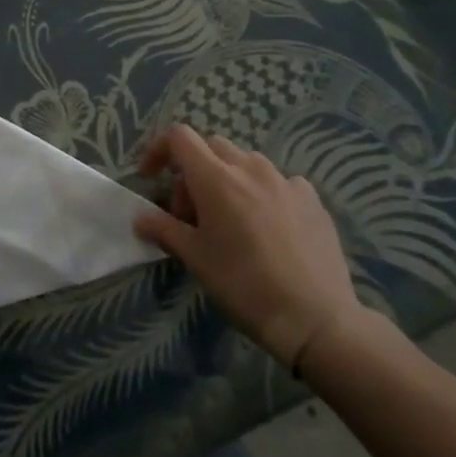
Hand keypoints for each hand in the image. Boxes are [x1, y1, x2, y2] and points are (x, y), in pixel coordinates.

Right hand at [134, 125, 363, 371]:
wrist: (315, 319)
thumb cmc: (244, 285)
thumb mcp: (195, 258)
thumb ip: (163, 229)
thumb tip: (140, 218)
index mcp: (216, 178)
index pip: (179, 137)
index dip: (159, 150)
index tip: (152, 178)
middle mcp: (250, 168)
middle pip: (212, 147)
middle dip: (193, 171)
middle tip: (192, 214)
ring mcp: (286, 181)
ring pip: (246, 163)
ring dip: (229, 180)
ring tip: (231, 220)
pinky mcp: (312, 200)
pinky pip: (279, 182)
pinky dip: (263, 193)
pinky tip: (269, 227)